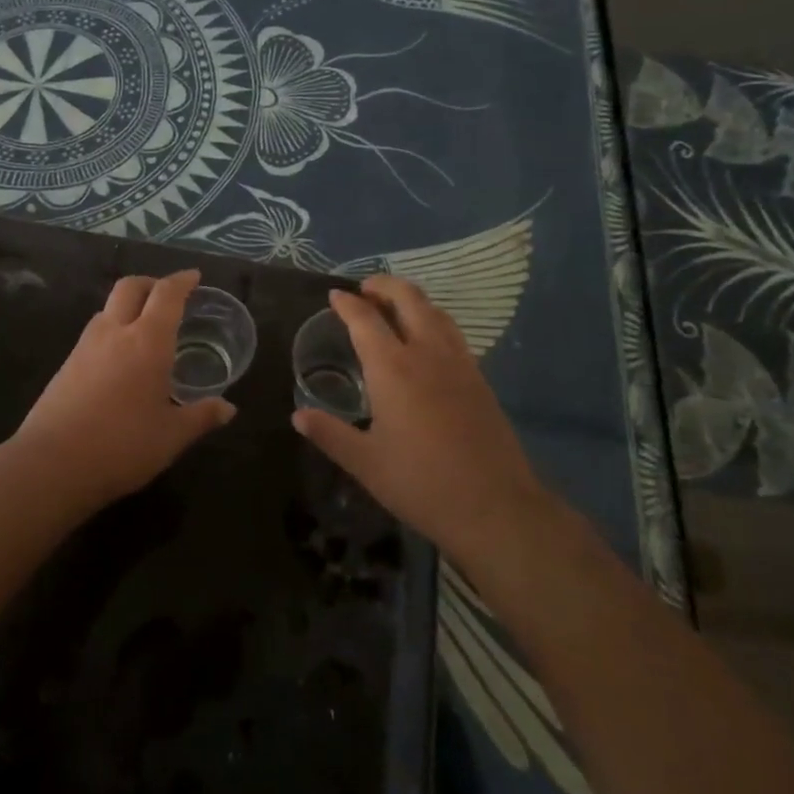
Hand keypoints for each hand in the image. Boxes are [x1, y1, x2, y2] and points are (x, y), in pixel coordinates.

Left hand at [13, 270, 235, 505]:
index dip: (182, 281)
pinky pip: (94, 332)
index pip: (166, 295)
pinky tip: (119, 359)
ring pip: (107, 308)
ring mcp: (85, 347)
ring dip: (128, 306)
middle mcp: (114, 333)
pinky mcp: (66, 365)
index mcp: (147, 341)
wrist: (51, 464)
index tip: (194, 277)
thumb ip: (201, 417)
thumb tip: (228, 409)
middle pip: (130, 287)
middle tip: (168, 295)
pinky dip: (112, 330)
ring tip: (145, 328)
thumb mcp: (171, 437)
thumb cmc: (122, 446)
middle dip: (151, 283)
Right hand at [292, 275, 550, 562]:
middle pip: (408, 299)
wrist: (495, 508)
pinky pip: (452, 332)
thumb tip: (298, 415)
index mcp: (393, 369)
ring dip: (412, 299)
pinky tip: (427, 340)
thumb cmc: (421, 484)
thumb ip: (330, 434)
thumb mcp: (365, 463)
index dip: (347, 303)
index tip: (335, 294)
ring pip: (435, 311)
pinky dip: (433, 320)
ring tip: (394, 306)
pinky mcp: (480, 378)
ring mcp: (459, 363)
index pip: (365, 320)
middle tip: (365, 289)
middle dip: (384, 285)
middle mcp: (427, 353)